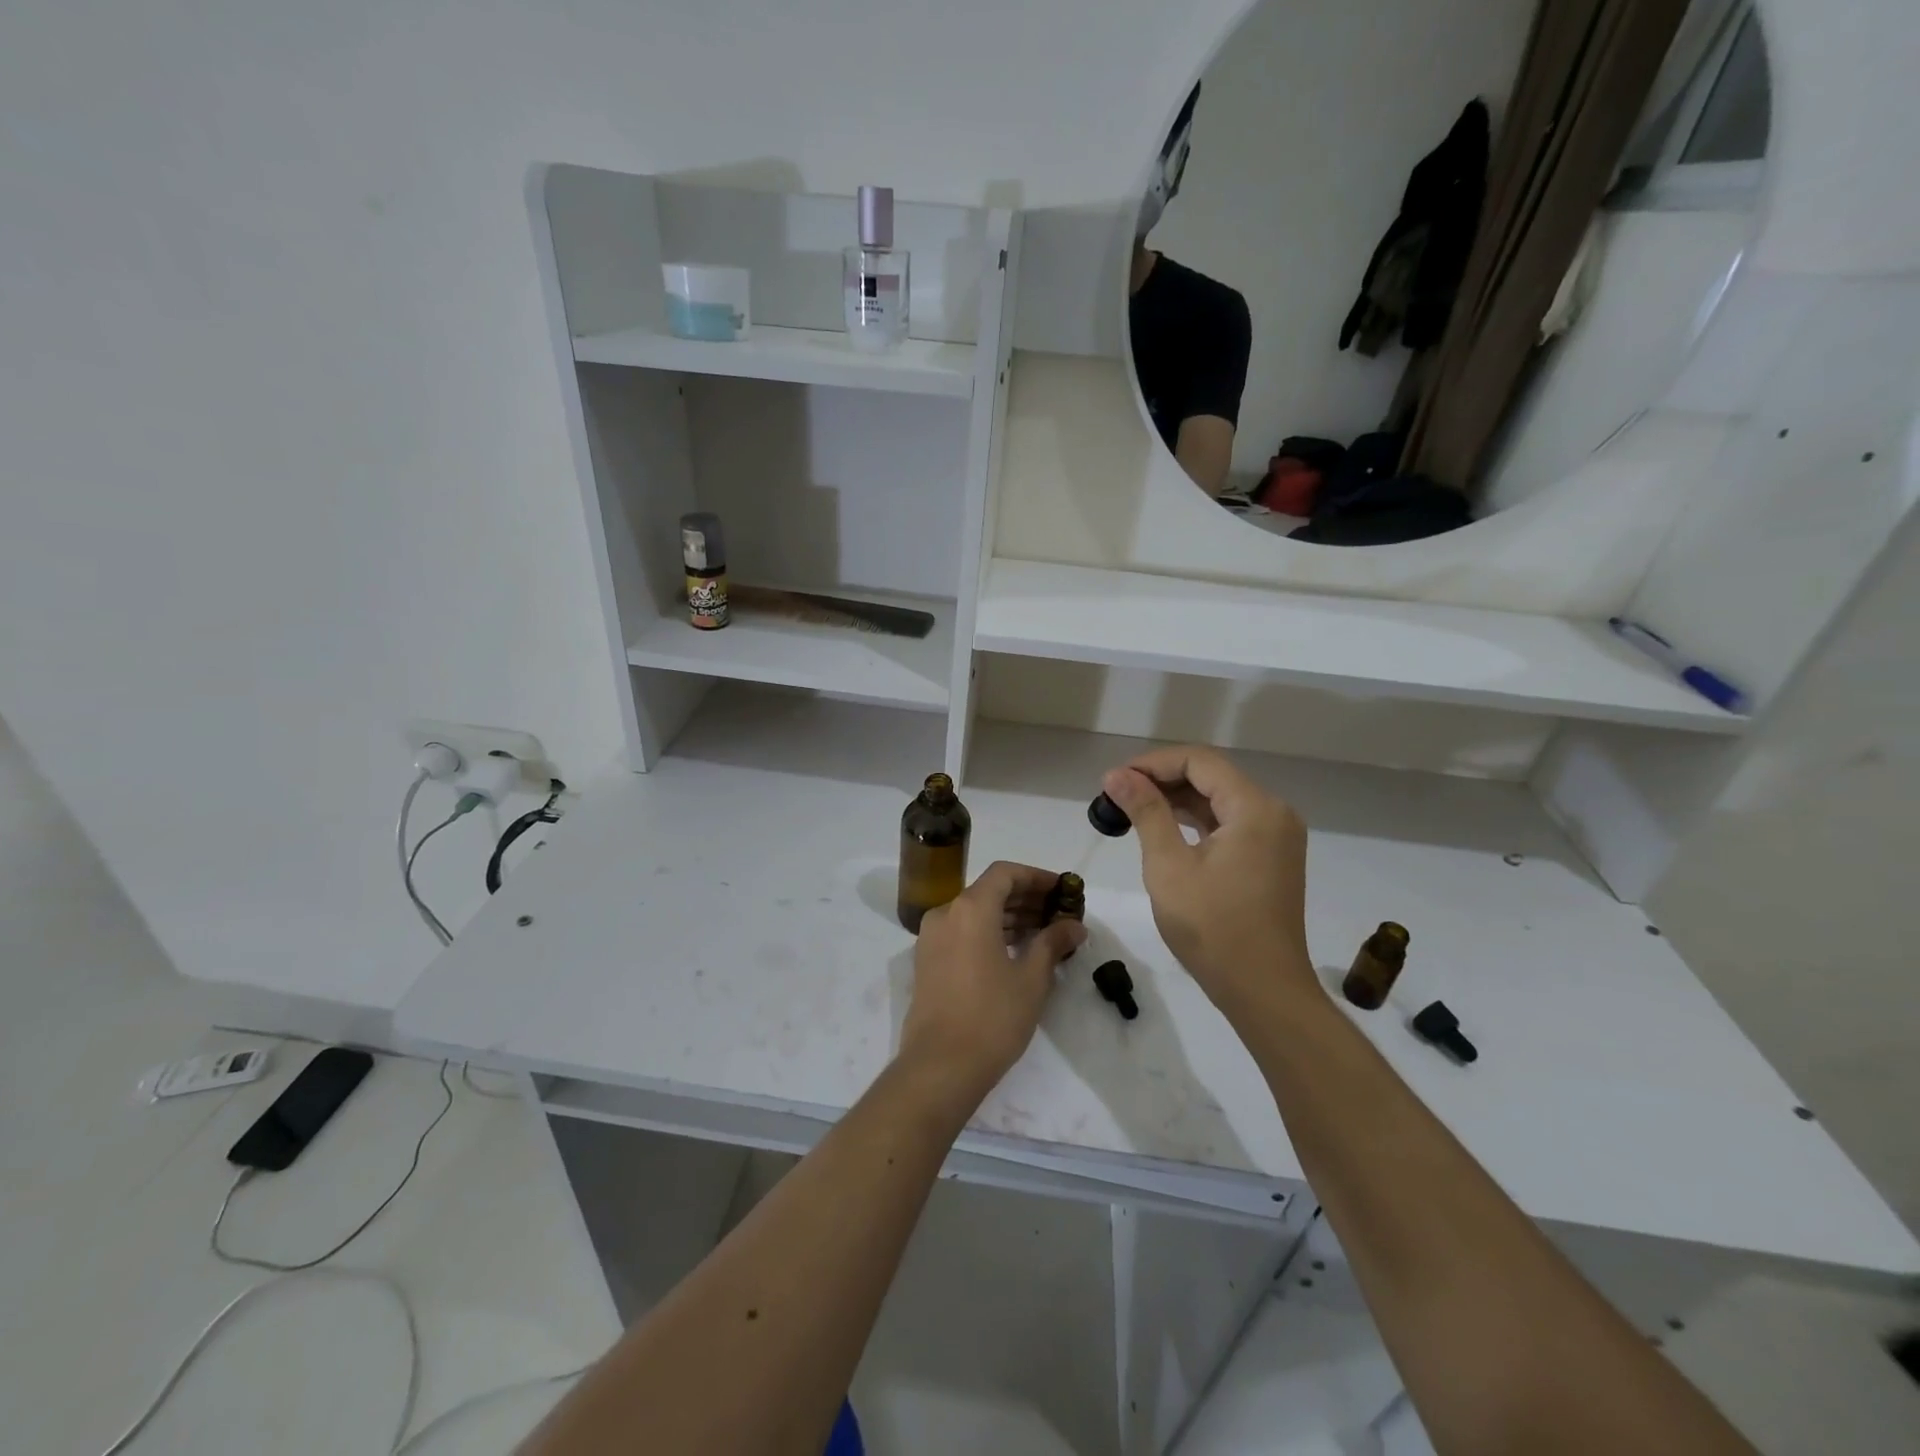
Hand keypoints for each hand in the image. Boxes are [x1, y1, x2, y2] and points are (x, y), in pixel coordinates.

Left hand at [899, 861, 1086, 1103]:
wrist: (940, 1066)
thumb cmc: (991, 1017)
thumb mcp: (1031, 979)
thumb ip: (1053, 943)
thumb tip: (1074, 926)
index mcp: (970, 908)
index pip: (1005, 873)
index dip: (1036, 877)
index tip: (1062, 891)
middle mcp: (946, 913)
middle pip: (989, 891)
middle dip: (1025, 898)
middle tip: (1059, 914)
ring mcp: (932, 937)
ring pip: (975, 912)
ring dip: (1008, 916)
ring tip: (1044, 933)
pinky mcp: (927, 961)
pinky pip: (962, 931)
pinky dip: (988, 932)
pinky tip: (1015, 951)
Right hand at [1101, 746, 1313, 1019]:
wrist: (1264, 991)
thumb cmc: (1213, 928)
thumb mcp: (1169, 866)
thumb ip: (1145, 812)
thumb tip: (1117, 775)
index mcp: (1255, 808)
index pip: (1199, 760)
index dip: (1152, 763)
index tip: (1114, 781)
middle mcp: (1273, 812)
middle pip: (1211, 776)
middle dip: (1162, 780)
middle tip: (1116, 796)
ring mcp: (1275, 836)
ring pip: (1219, 800)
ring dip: (1176, 800)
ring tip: (1130, 811)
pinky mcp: (1270, 857)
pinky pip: (1229, 823)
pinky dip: (1195, 822)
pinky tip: (1162, 829)